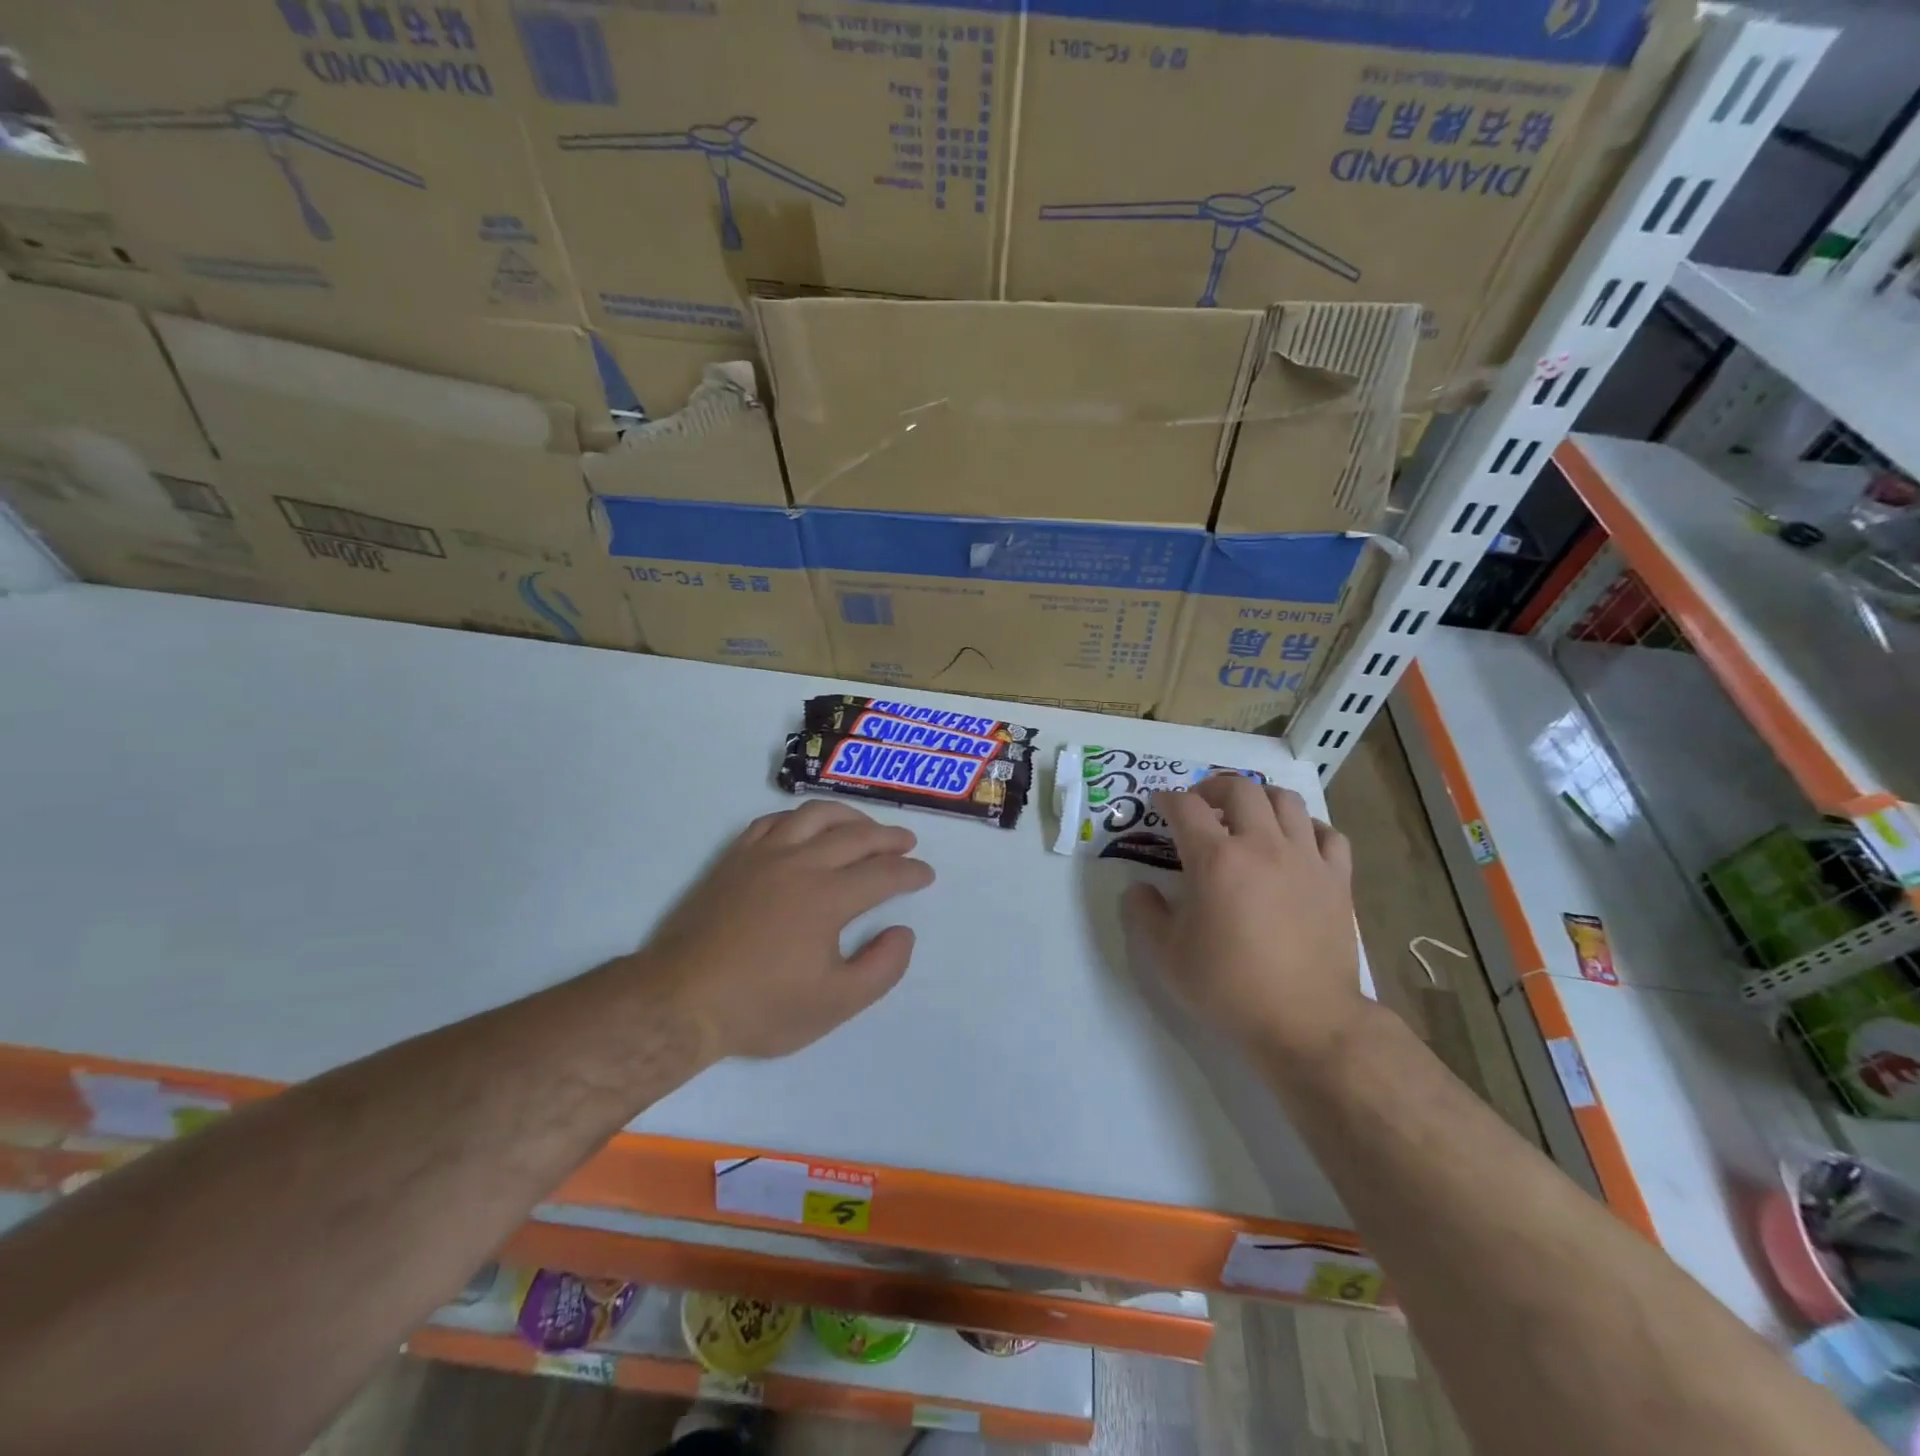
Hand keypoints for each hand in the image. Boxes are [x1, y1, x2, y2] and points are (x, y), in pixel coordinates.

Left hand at [643, 800, 934, 1060]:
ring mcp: (763, 855)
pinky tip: (807, 828)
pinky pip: (773, 821)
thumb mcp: (835, 1004)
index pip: (883, 873)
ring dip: (848, 816)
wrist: (681, 1001)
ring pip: (815, 816)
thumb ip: (881, 967)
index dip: (911, 872)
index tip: (926, 875)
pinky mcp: (735, 858)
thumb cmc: (762, 1007)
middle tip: (907, 842)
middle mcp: (800, 863)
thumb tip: (903, 931)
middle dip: (889, 837)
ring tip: (865, 825)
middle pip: (856, 836)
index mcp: (828, 897)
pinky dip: (799, 818)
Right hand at [1121, 777, 1366, 1060]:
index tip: (1160, 804)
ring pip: (1287, 801)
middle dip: (1214, 786)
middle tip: (1202, 803)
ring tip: (1248, 816)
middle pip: (1240, 788)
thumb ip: (1145, 913)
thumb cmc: (1229, 986)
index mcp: (1216, 859)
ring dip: (1261, 799)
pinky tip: (1297, 842)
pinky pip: (1329, 834)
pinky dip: (1309, 828)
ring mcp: (1305, 859)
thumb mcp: (1167, 955)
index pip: (1186, 807)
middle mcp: (1261, 846)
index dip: (1168, 799)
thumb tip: (1139, 888)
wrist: (1305, 1021)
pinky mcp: (1337, 879)